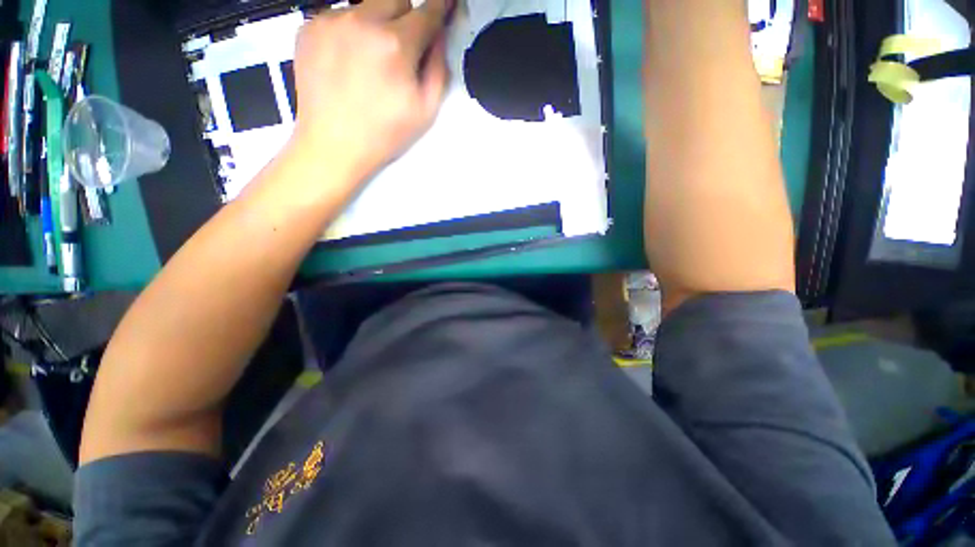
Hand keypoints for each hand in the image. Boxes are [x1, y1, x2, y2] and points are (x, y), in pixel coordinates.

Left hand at [291, 0, 454, 181]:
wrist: (333, 144)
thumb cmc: (384, 134)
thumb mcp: (425, 111)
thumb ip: (439, 69)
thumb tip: (439, 37)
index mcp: (395, 45)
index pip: (427, 12)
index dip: (440, 7)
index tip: (445, 4)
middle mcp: (362, 21)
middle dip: (406, 17)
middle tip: (402, 48)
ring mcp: (331, 20)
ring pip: (366, 5)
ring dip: (377, 24)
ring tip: (371, 61)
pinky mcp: (310, 27)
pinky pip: (340, 16)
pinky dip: (351, 31)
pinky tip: (348, 62)